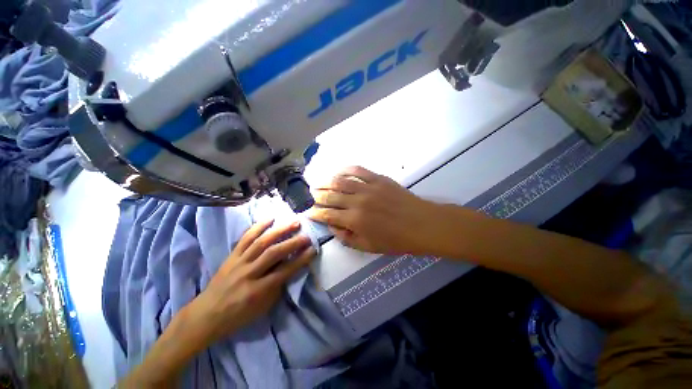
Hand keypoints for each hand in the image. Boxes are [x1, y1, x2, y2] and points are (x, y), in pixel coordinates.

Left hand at [188, 220, 315, 342]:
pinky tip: (270, 218)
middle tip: (306, 235)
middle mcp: (249, 273)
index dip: (301, 259)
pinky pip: (245, 238)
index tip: (313, 249)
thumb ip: (278, 287)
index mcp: (258, 291)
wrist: (206, 315)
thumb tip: (290, 268)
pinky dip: (258, 226)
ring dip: (280, 230)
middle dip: (293, 243)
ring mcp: (239, 262)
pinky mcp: (231, 256)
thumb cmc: (238, 316)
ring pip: (261, 242)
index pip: (285, 271)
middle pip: (274, 253)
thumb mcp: (263, 308)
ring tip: (294, 222)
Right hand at [307, 166, 439, 254]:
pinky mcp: (378, 178)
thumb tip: (332, 227)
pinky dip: (345, 169)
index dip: (315, 213)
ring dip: (326, 181)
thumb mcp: (369, 247)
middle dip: (317, 196)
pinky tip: (338, 171)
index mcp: (355, 220)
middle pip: (330, 195)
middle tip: (311, 195)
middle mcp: (357, 201)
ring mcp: (368, 187)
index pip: (327, 214)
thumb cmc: (396, 240)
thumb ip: (347, 238)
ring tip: (318, 182)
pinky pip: (358, 170)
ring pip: (340, 181)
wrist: (421, 224)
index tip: (308, 212)